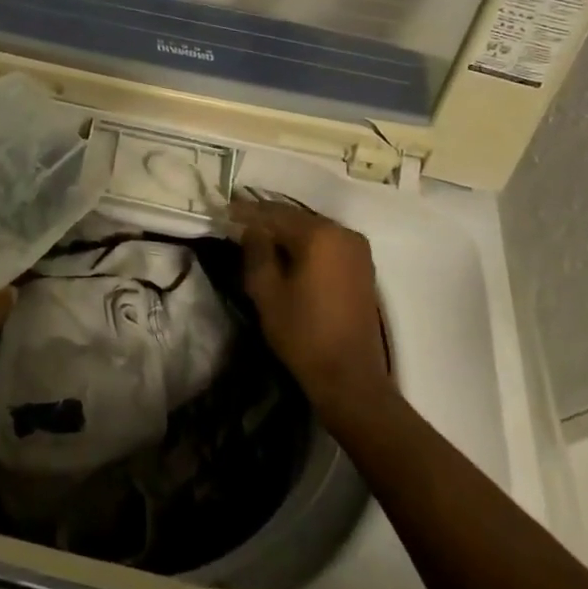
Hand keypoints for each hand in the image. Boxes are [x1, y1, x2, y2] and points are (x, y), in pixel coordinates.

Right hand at [231, 199, 395, 433]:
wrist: (350, 377)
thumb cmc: (303, 333)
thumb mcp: (266, 291)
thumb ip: (256, 251)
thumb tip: (252, 228)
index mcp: (319, 234)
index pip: (274, 213)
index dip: (247, 211)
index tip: (224, 211)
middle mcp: (343, 232)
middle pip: (296, 217)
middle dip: (267, 219)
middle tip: (239, 223)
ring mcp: (357, 249)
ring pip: (312, 229)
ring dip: (286, 232)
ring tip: (259, 238)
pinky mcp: (362, 266)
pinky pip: (327, 243)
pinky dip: (305, 244)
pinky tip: (287, 254)